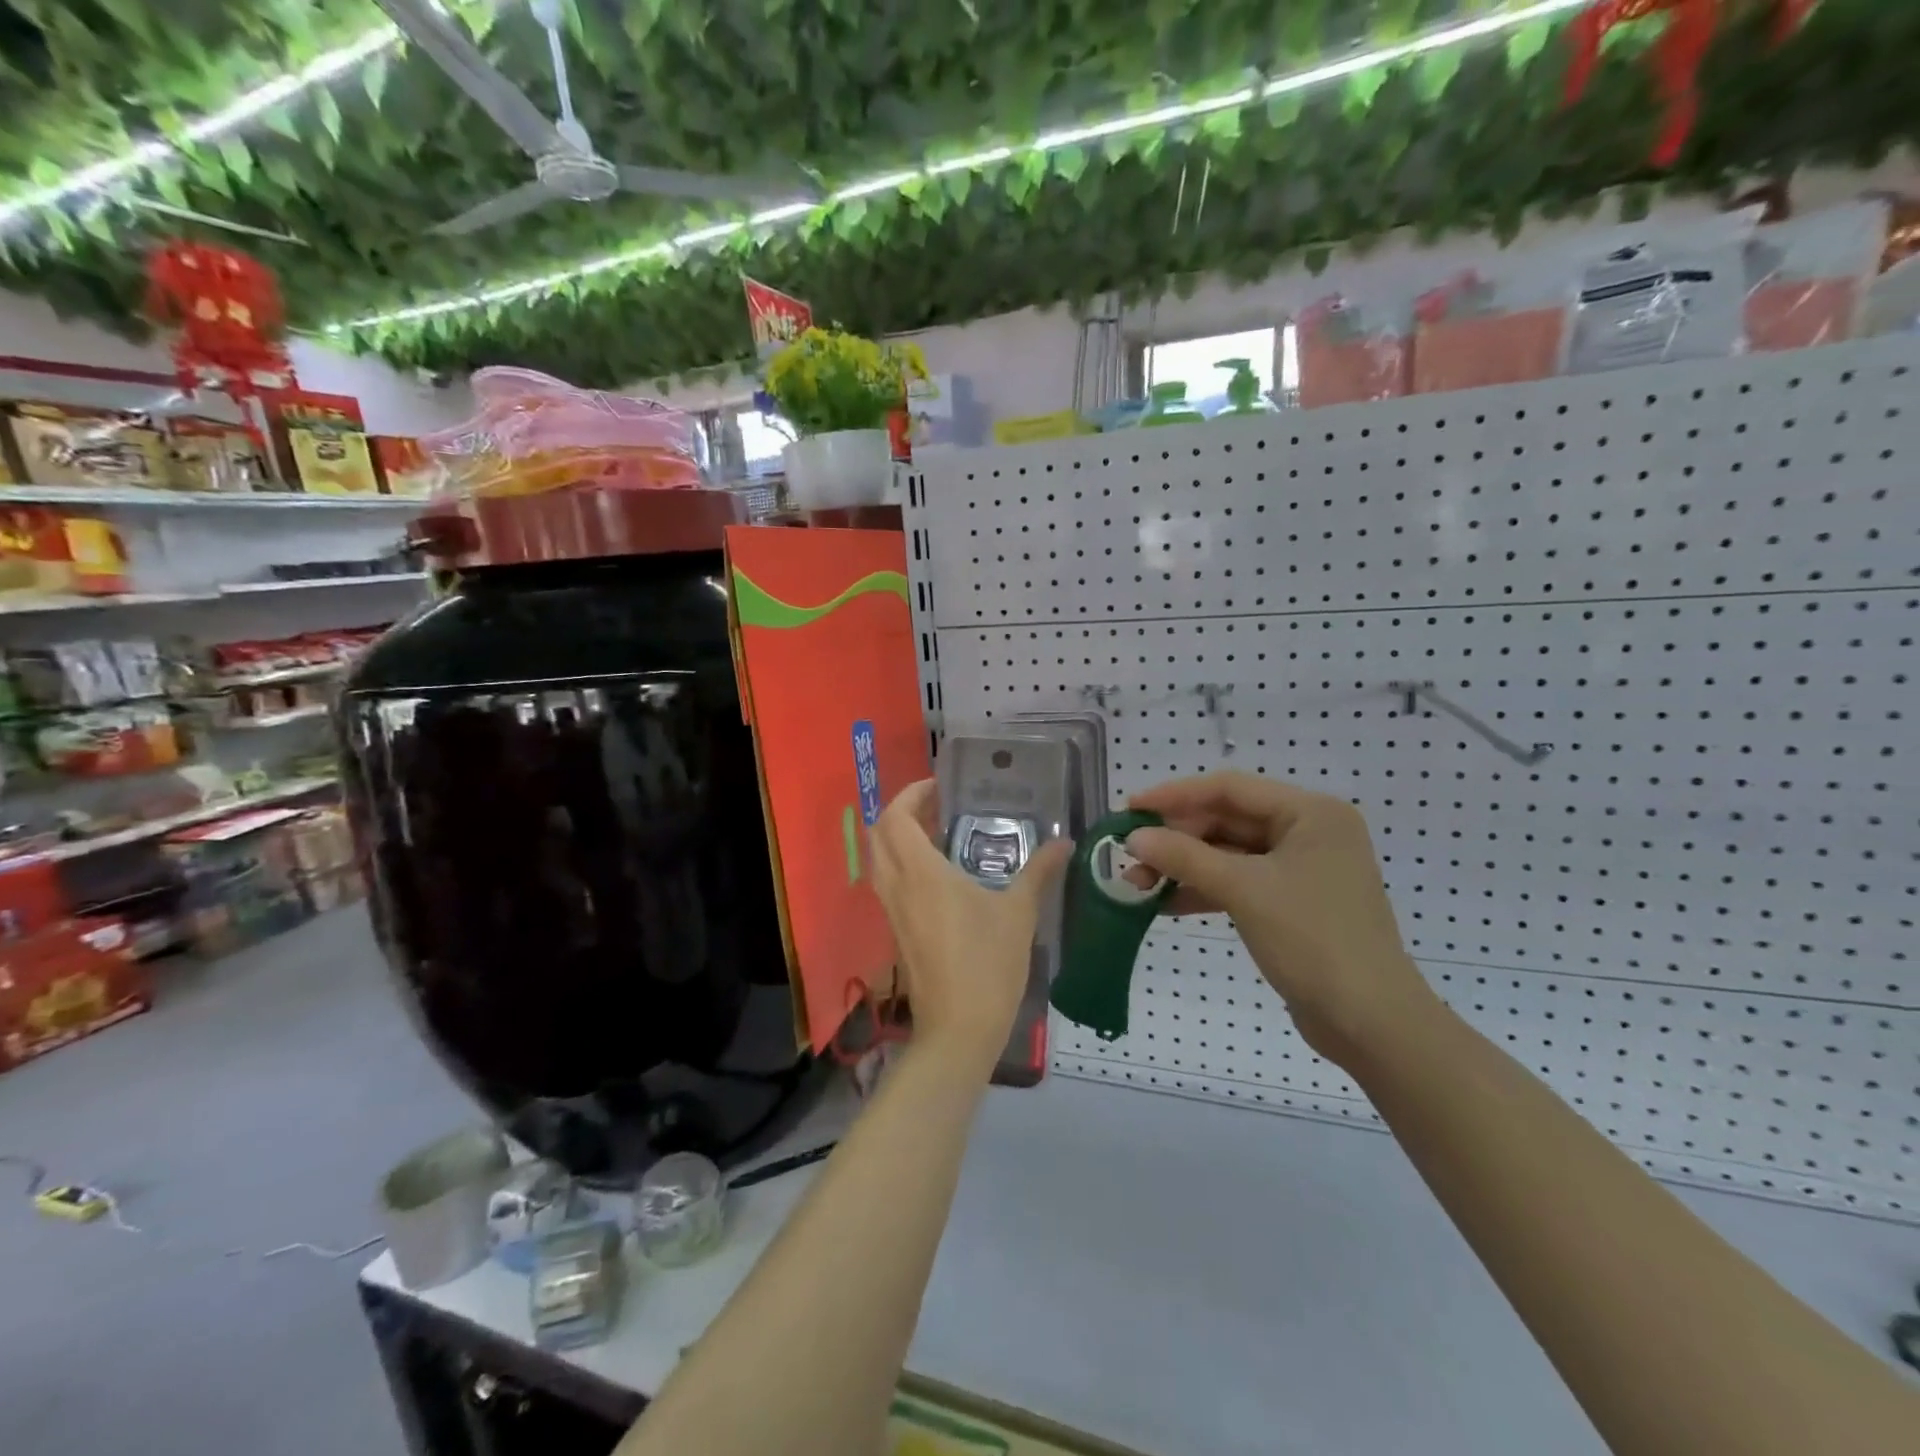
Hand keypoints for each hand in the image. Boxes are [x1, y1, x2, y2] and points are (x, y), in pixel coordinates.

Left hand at [871, 780, 1071, 1066]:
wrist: (958, 1029)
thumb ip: (1039, 872)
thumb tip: (1064, 843)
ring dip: (898, 837)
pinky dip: (901, 863)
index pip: (895, 817)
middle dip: (901, 811)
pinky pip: (887, 882)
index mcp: (921, 873)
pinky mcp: (895, 930)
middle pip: (879, 833)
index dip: (911, 794)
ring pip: (879, 859)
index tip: (938, 786)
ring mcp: (892, 910)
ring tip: (938, 832)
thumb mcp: (1020, 914)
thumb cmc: (988, 965)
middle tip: (937, 805)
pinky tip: (937, 872)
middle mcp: (897, 886)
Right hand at [1124, 772, 1438, 1068]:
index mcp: (1310, 813)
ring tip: (1138, 882)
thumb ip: (1185, 857)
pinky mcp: (1292, 903)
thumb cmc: (1313, 939)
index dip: (1175, 795)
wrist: (1371, 1022)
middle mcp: (1309, 832)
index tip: (1130, 808)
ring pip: (1229, 854)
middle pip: (1228, 820)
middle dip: (1177, 838)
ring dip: (1185, 866)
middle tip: (1129, 853)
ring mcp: (1302, 869)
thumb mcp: (1243, 890)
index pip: (1230, 789)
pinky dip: (1204, 889)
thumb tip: (1133, 837)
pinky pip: (1239, 882)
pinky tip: (1166, 903)